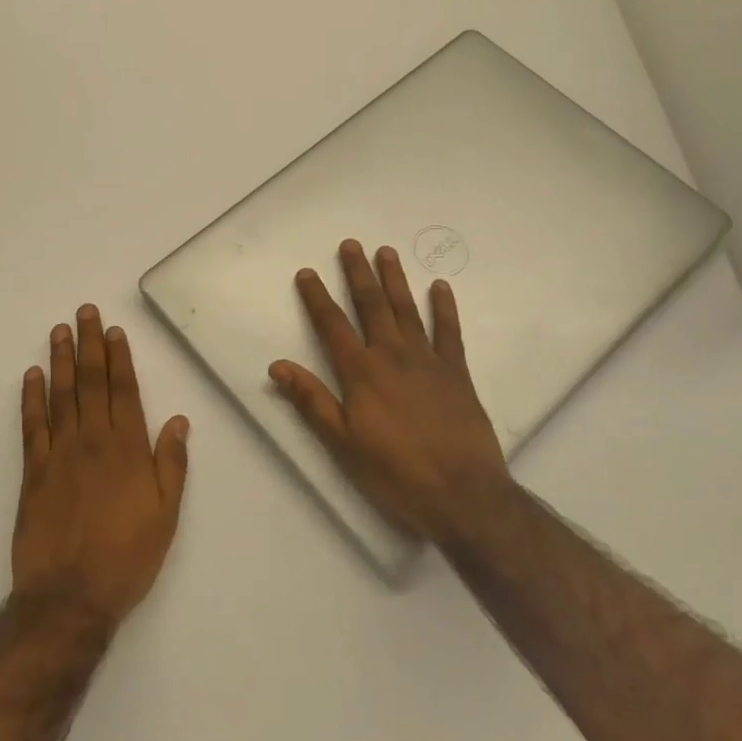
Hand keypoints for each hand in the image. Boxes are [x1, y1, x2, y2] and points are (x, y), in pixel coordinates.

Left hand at [12, 305, 189, 629]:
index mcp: (128, 449)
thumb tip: (177, 420)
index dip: (119, 357)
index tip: (113, 330)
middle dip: (89, 344)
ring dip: (61, 360)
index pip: (124, 391)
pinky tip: (32, 375)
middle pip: (91, 382)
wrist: (69, 598)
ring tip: (59, 331)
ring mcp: (59, 454)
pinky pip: (31, 426)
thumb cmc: (127, 557)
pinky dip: (31, 398)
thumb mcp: (166, 515)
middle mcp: (93, 441)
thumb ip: (171, 464)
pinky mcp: (33, 472)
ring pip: (61, 395)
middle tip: (83, 312)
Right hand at [270, 240, 510, 544]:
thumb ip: (312, 401)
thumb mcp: (343, 444)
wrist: (463, 496)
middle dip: (358, 274)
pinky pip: (449, 332)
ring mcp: (428, 361)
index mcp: (361, 373)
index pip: (333, 326)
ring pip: (407, 310)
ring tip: (386, 252)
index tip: (307, 272)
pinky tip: (440, 287)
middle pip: (372, 306)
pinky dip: (444, 308)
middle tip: (351, 244)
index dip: (317, 298)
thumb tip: (278, 365)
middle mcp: (392, 356)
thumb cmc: (396, 474)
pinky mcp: (457, 373)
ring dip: (395, 280)